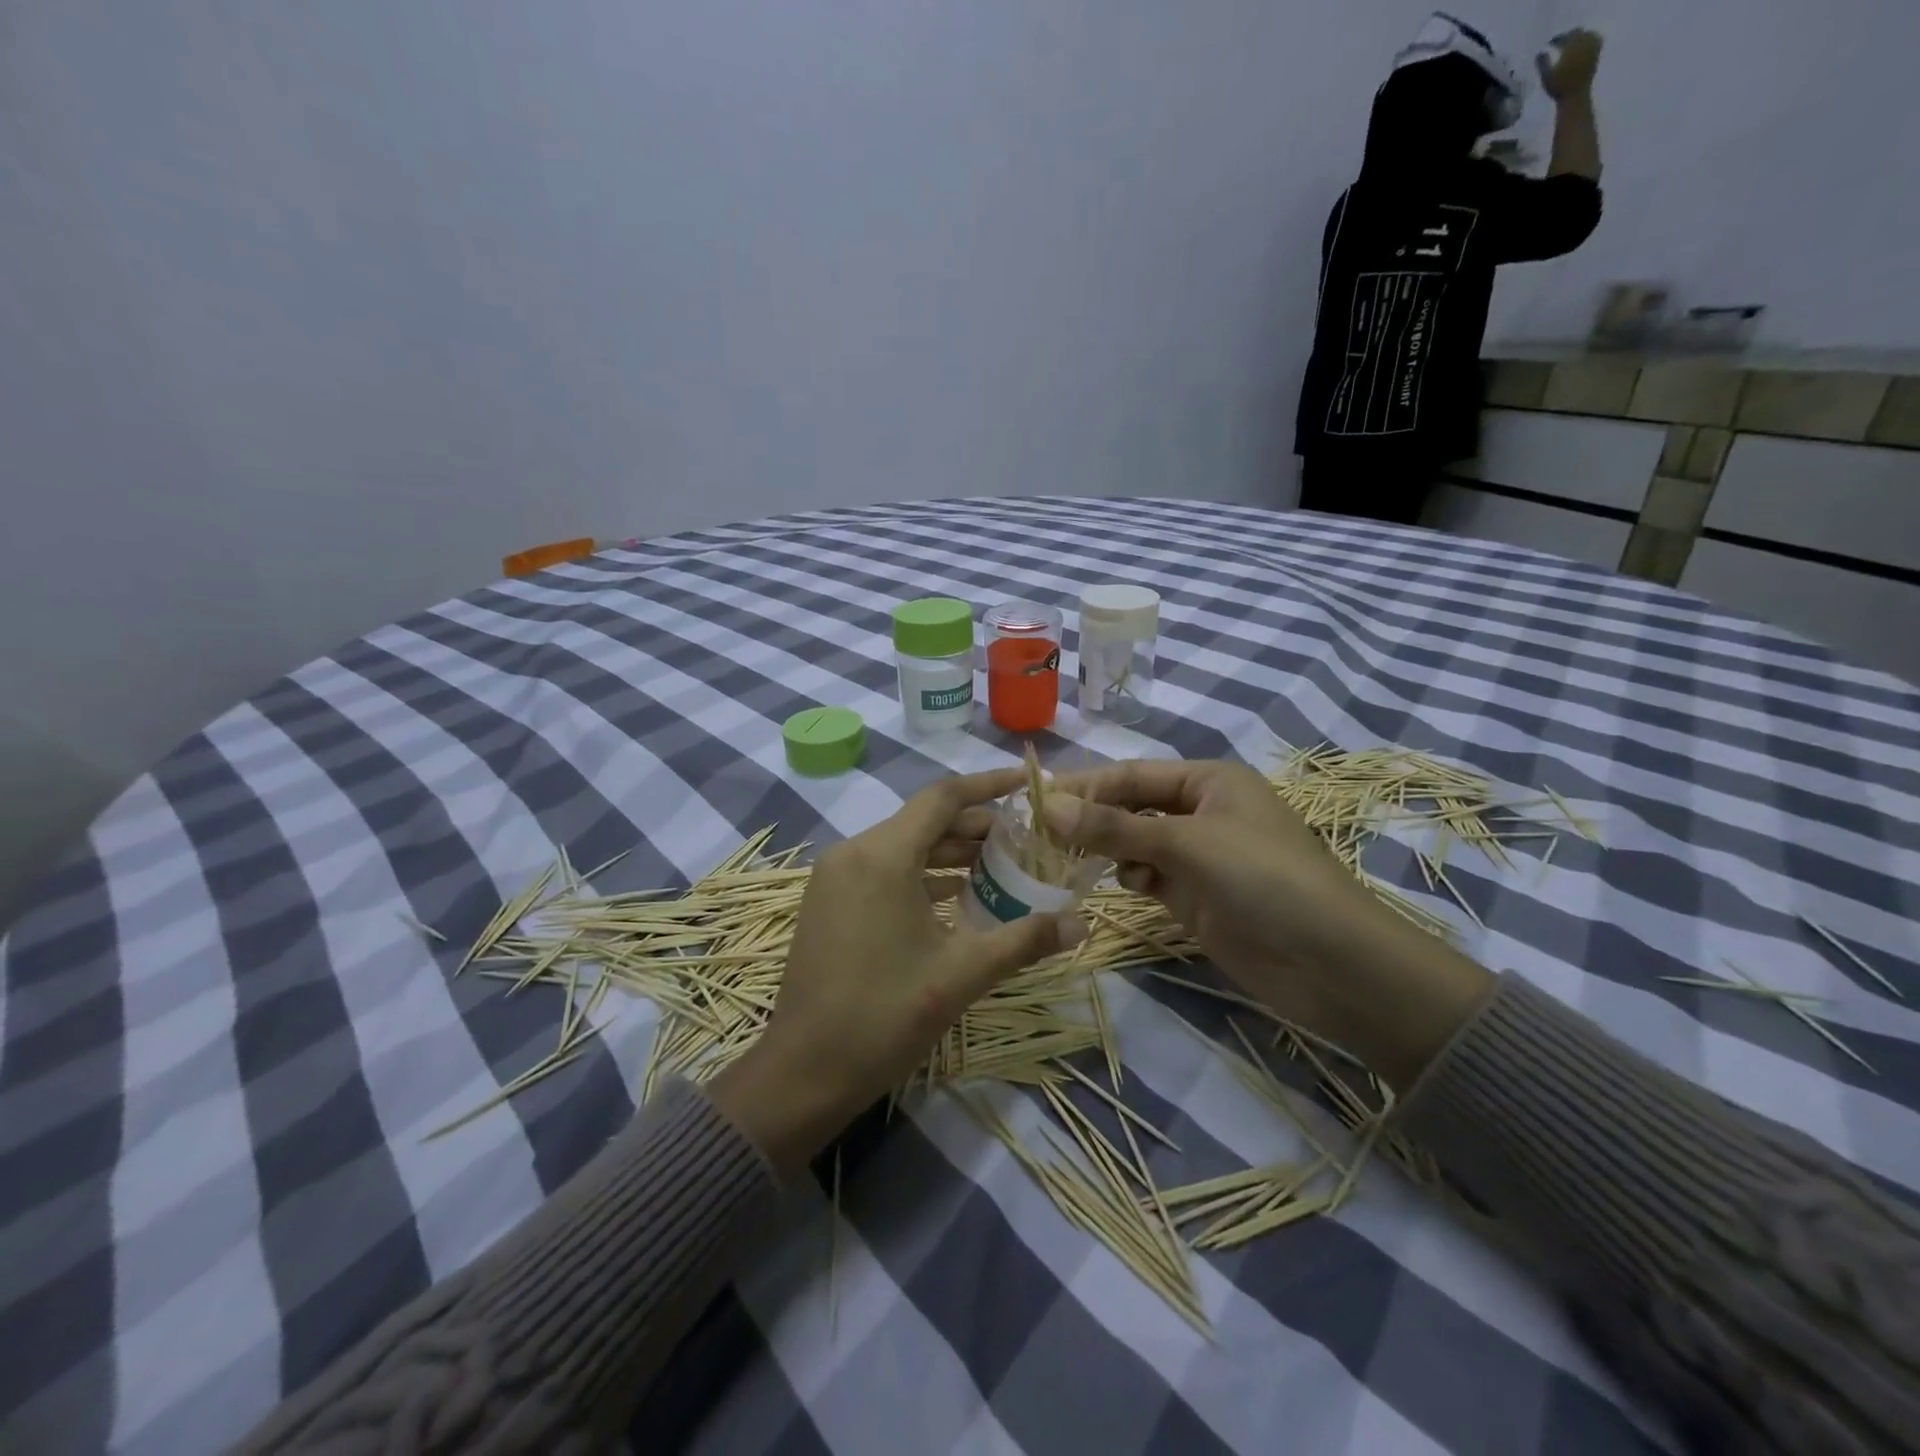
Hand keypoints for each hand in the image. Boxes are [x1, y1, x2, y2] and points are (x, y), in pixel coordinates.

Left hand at [710, 769, 1085, 1176]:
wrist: (803, 1071)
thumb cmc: (885, 1015)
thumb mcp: (961, 974)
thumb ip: (1024, 940)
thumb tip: (1082, 924)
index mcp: (882, 855)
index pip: (943, 798)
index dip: (989, 785)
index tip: (1028, 783)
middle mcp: (854, 852)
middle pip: (924, 820)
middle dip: (976, 825)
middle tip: (1025, 838)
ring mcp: (835, 877)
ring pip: (903, 846)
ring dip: (950, 851)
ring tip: (1002, 864)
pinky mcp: (828, 902)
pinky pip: (884, 870)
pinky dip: (922, 874)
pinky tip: (958, 896)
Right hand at [1046, 759, 1491, 1088]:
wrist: (1333, 964)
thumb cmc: (1264, 880)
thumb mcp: (1187, 845)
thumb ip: (1115, 827)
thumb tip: (1048, 806)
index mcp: (1208, 781)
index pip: (1132, 774)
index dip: (1084, 785)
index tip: (1033, 801)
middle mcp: (1201, 812)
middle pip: (1131, 807)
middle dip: (1091, 819)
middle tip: (1037, 836)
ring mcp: (1199, 857)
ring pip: (1135, 844)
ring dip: (1107, 850)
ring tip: (1068, 863)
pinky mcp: (1196, 897)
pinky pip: (1149, 877)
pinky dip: (1130, 878)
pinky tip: (1124, 888)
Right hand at [1537, 29, 1601, 99]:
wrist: (1575, 95)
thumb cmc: (1558, 88)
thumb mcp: (1546, 77)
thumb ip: (1543, 63)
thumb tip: (1540, 52)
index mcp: (1570, 47)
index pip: (1564, 37)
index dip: (1557, 39)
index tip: (1550, 43)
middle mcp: (1584, 43)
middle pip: (1577, 32)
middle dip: (1569, 36)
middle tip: (1561, 42)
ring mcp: (1592, 46)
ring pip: (1587, 33)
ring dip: (1580, 36)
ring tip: (1572, 43)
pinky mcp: (1597, 51)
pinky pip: (1596, 38)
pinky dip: (1590, 38)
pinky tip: (1584, 43)